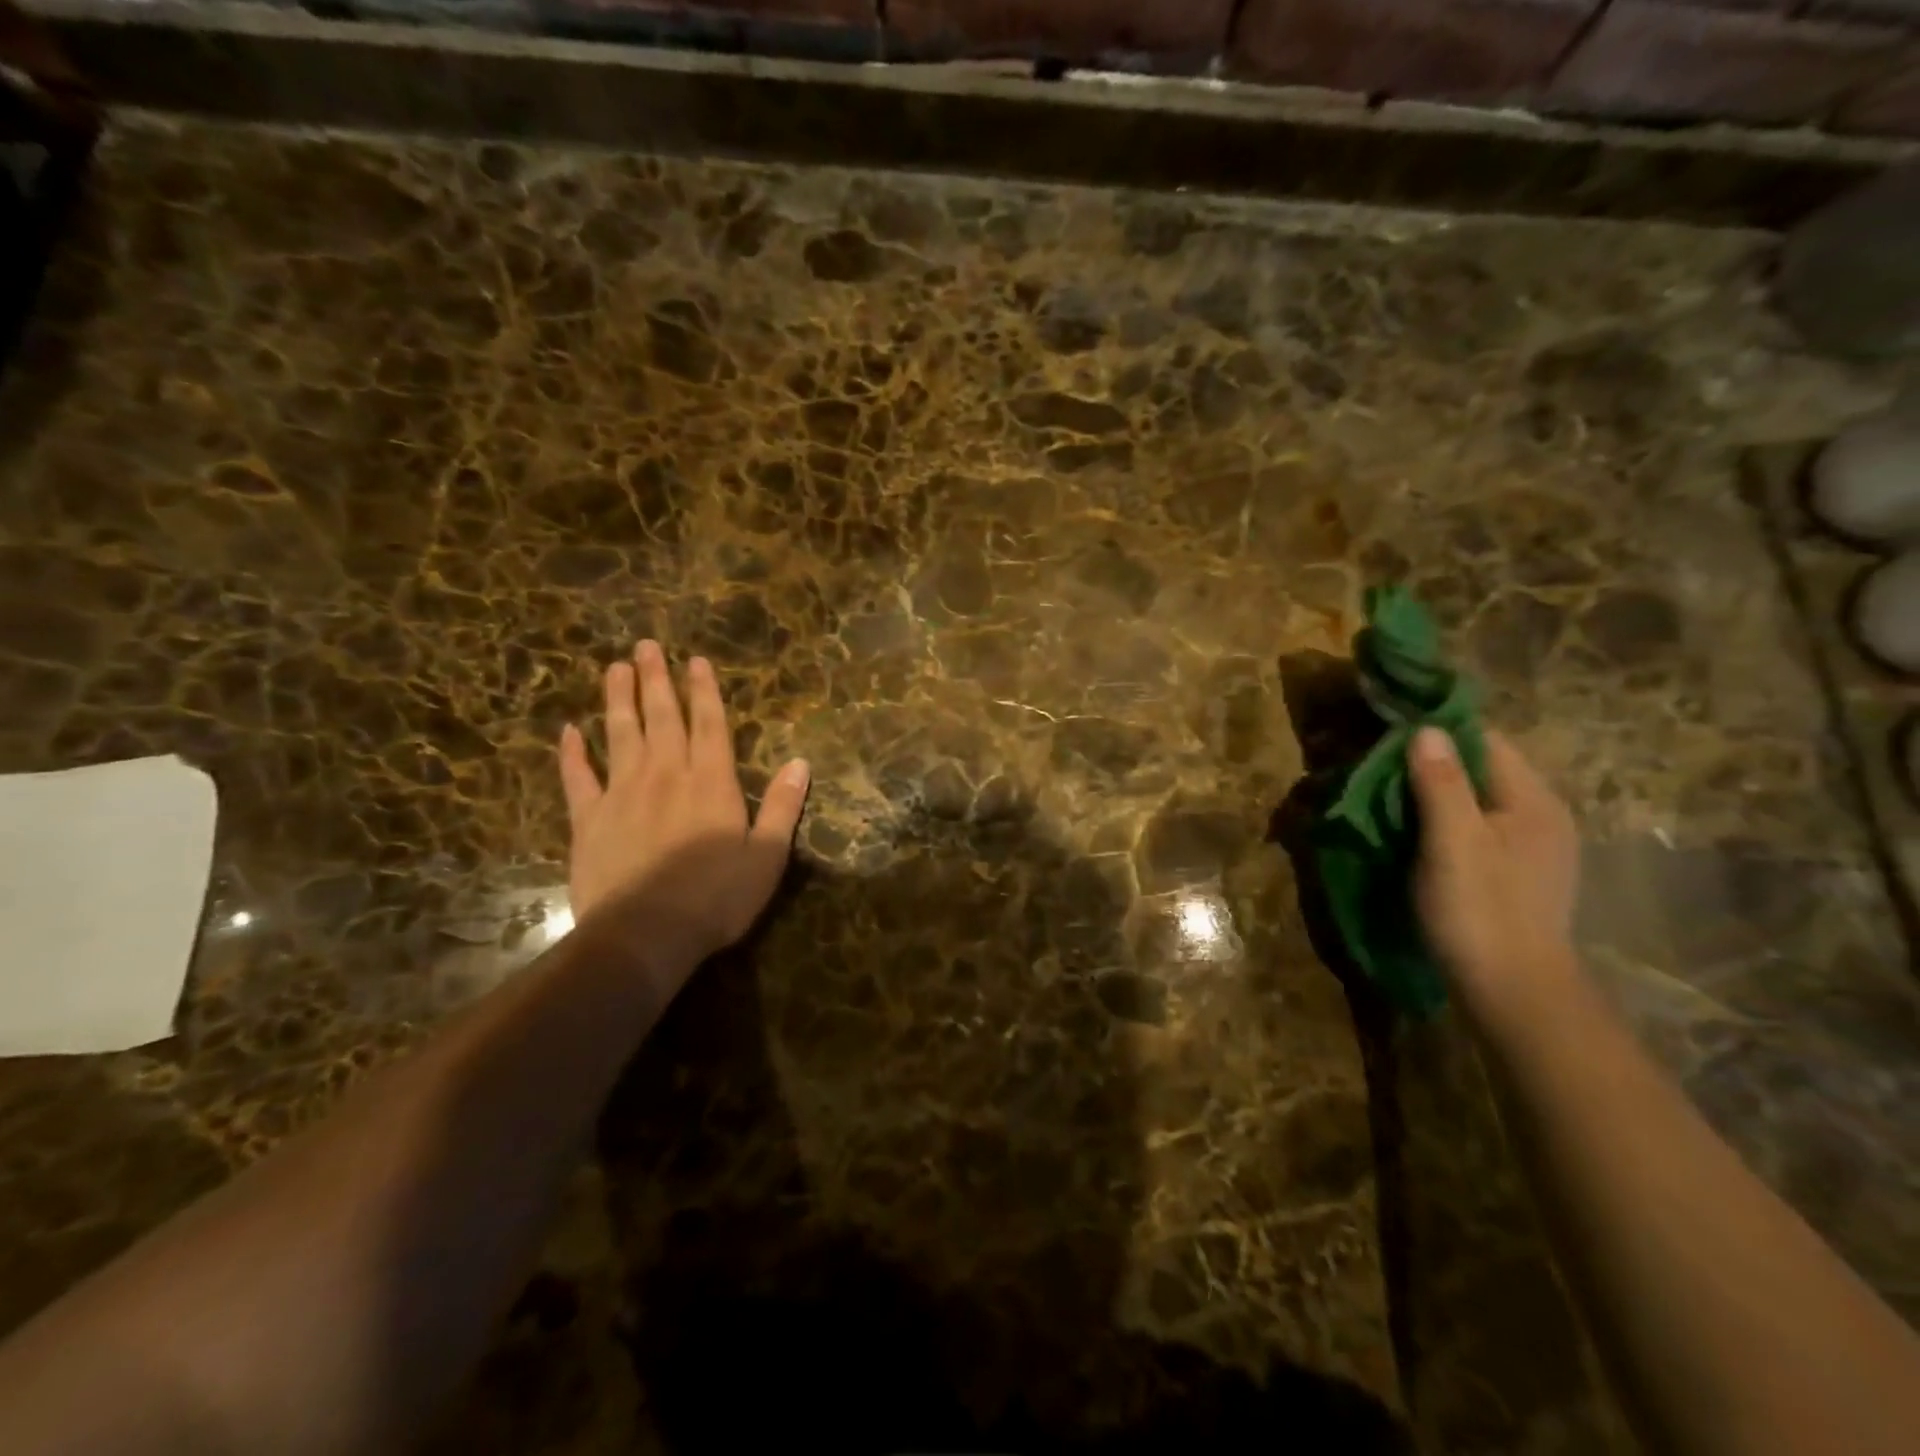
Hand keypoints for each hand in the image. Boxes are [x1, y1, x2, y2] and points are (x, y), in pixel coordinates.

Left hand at [557, 640, 809, 969]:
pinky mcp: (589, 820)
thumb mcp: (767, 857)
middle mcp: (666, 775)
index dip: (703, 691)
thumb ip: (783, 807)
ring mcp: (622, 794)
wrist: (644, 935)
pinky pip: (577, 778)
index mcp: (711, 782)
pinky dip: (572, 753)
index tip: (695, 660)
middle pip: (661, 718)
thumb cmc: (716, 898)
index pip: (709, 724)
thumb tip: (800, 763)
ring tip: (614, 667)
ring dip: (617, 699)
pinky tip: (569, 731)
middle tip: (646, 645)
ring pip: (619, 735)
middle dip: (656, 680)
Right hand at [1407, 727, 1580, 1007]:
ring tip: (1389, 802)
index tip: (1386, 740)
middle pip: (1482, 768)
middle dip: (1431, 764)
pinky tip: (1417, 837)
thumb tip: (1426, 728)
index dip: (1436, 733)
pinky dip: (1446, 822)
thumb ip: (1441, 783)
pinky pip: (1478, 827)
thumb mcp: (1452, 842)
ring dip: (1435, 795)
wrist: (1514, 992)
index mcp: (1532, 800)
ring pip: (1477, 799)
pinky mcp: (1518, 872)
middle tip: (1378, 773)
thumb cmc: (1479, 911)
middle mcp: (1541, 815)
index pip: (1485, 739)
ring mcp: (1533, 846)